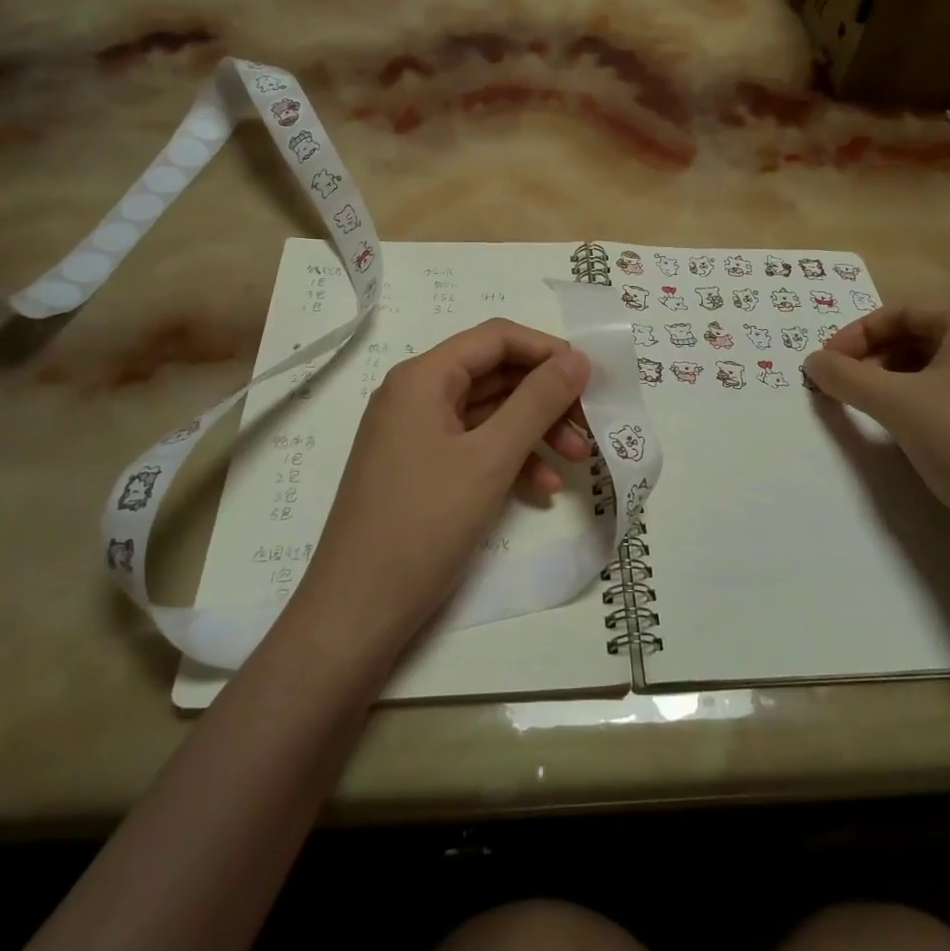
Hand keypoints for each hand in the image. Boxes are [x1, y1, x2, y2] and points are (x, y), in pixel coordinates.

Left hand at [294, 320, 592, 656]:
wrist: (357, 612)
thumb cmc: (424, 524)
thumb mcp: (490, 459)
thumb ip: (537, 402)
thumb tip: (578, 358)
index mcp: (423, 378)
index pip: (496, 338)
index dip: (547, 350)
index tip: (591, 378)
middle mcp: (416, 396)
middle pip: (495, 375)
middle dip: (547, 398)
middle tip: (591, 424)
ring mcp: (415, 435)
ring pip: (489, 414)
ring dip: (535, 431)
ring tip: (578, 461)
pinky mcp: (420, 470)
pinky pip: (474, 448)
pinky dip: (510, 461)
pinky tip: (542, 491)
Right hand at [804, 308, 949, 538]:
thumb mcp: (893, 403)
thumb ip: (846, 376)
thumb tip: (811, 361)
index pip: (902, 312)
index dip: (857, 333)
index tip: (825, 361)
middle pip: (917, 336)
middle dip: (872, 355)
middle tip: (840, 380)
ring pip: (931, 364)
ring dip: (889, 377)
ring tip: (862, 401)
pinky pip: (948, 388)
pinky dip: (914, 396)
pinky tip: (897, 420)